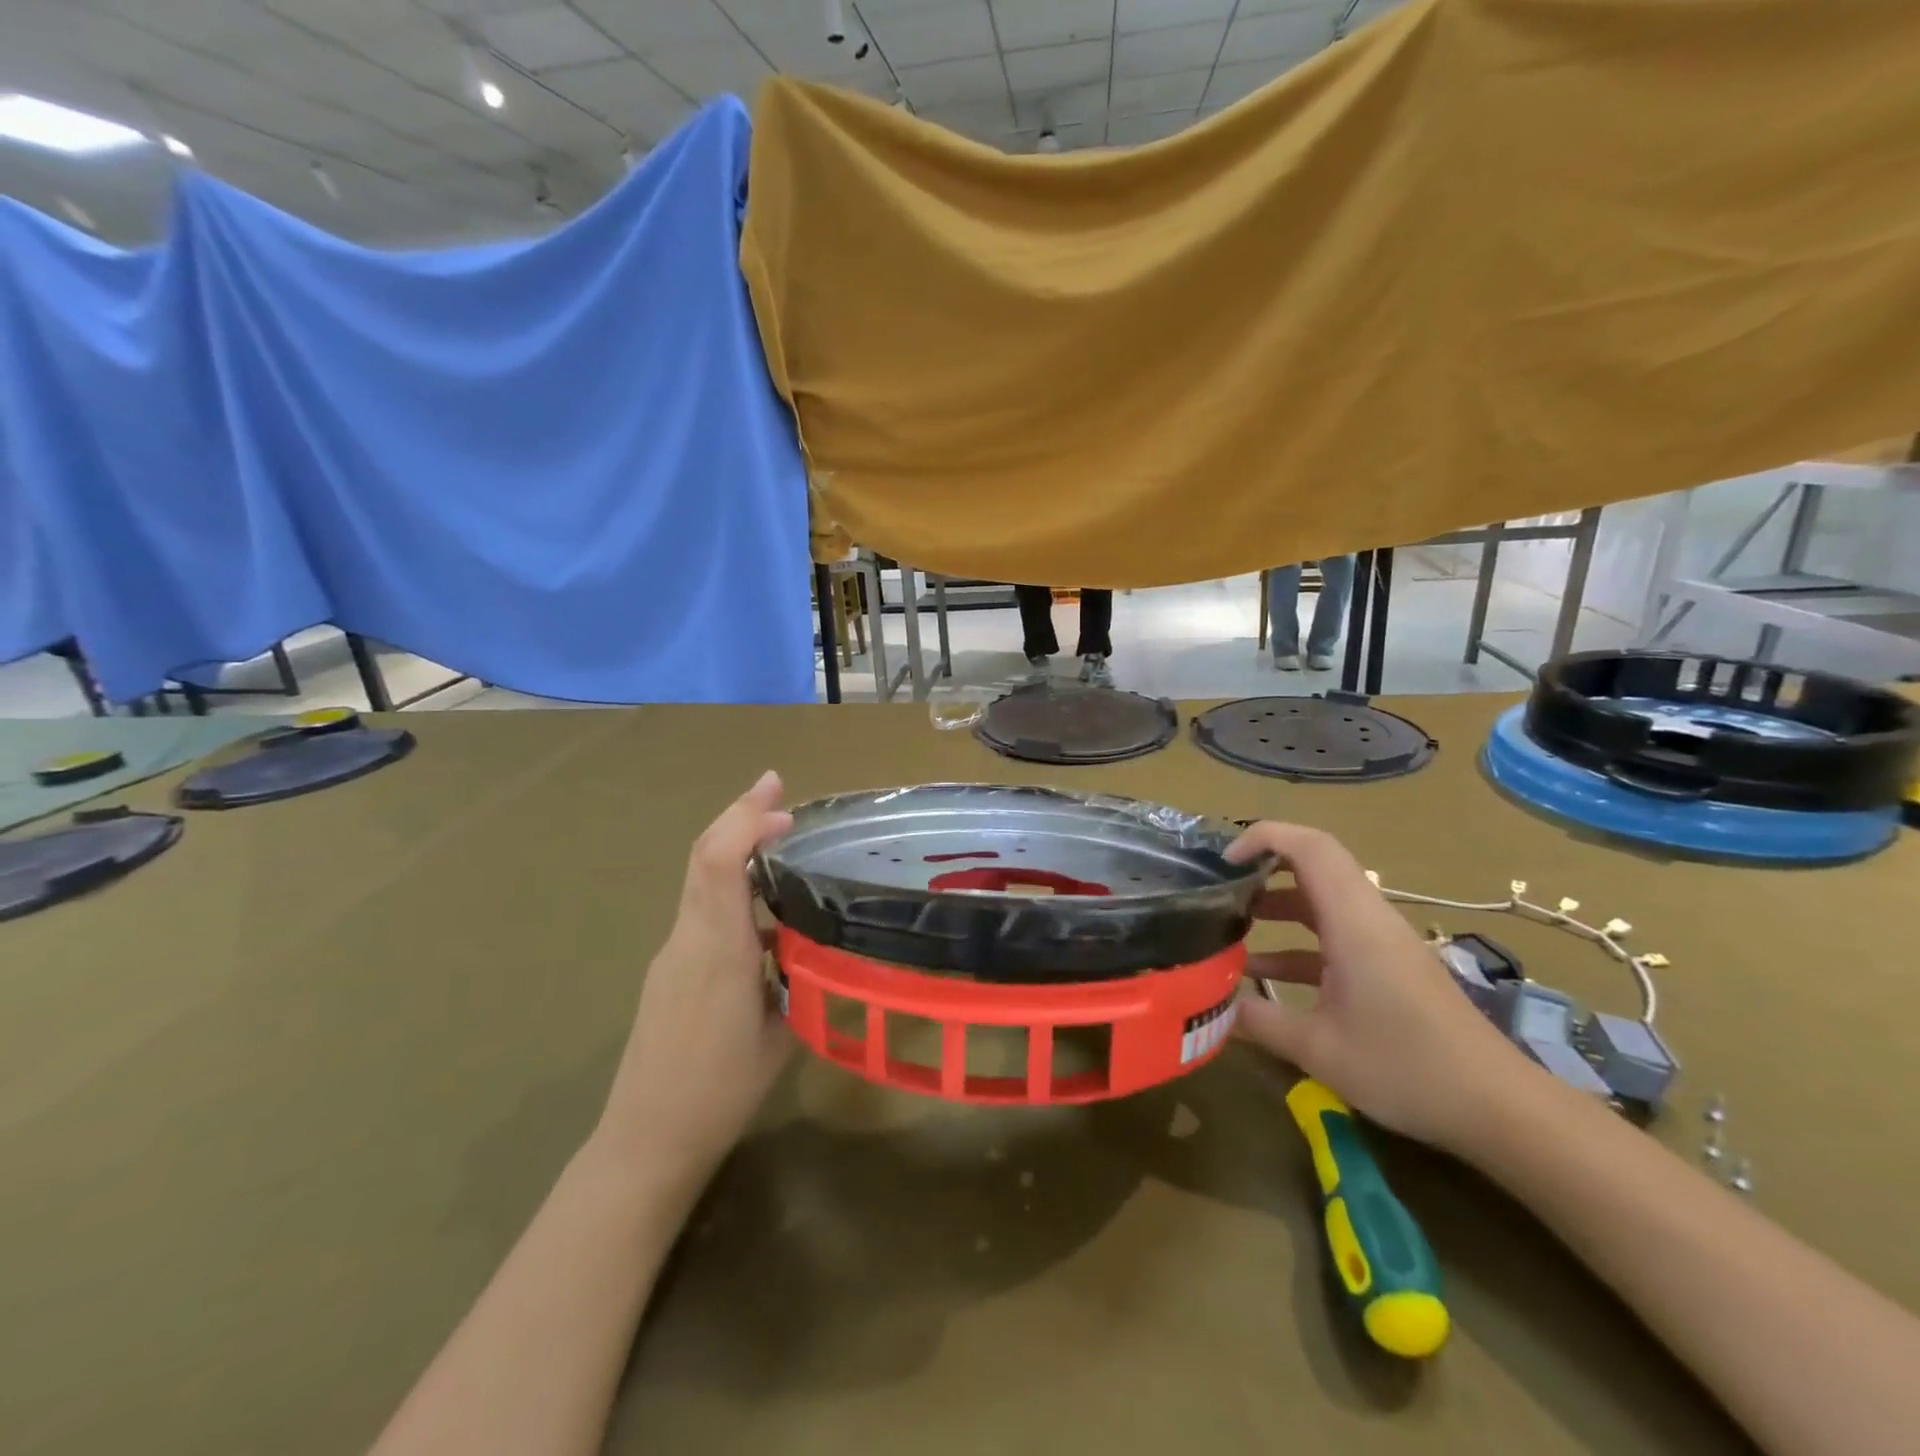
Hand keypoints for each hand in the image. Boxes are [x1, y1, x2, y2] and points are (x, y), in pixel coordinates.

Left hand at [596, 771, 795, 1192]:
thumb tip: (814, 945)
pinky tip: (763, 901)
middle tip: (776, 787)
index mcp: (717, 951)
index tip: (784, 808)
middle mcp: (687, 939)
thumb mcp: (782, 1034)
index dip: (746, 824)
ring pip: (700, 877)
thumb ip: (798, 980)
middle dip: (738, 813)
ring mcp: (672, 952)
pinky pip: (701, 906)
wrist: (646, 1138)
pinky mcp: (669, 968)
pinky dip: (729, 881)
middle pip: (702, 856)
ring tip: (777, 832)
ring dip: (734, 843)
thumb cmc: (721, 1091)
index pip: (718, 865)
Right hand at [1226, 821, 1538, 1154]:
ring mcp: (1381, 943)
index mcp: (1353, 921)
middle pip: (1314, 866)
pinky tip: (1265, 977)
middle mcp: (1368, 919)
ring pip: (1322, 902)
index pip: (1309, 847)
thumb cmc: (1406, 1067)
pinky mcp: (1388, 967)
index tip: (1225, 861)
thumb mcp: (1319, 1049)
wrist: (1499, 1107)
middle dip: (1263, 869)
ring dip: (1278, 907)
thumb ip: (1259, 1021)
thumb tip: (1211, 1007)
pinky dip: (1297, 943)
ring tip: (1232, 927)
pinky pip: (1335, 936)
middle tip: (1221, 888)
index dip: (1263, 838)